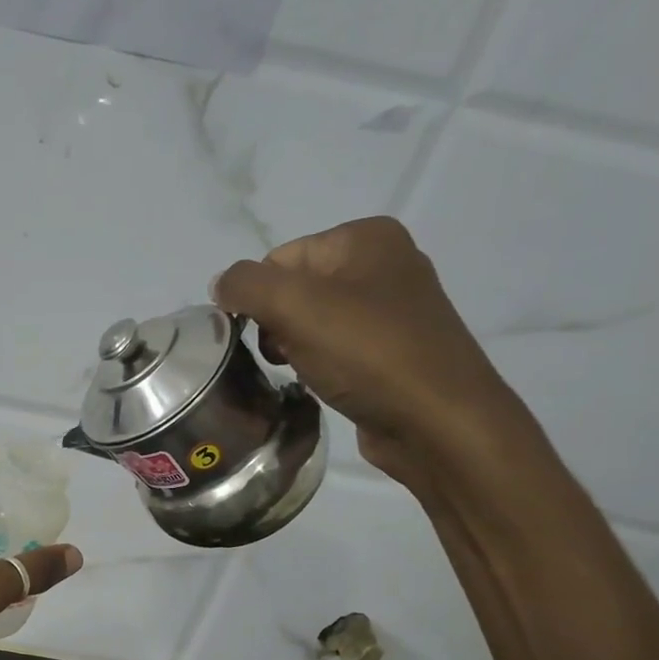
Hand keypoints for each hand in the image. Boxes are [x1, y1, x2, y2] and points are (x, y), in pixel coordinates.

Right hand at [213, 217, 520, 486]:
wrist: (437, 421)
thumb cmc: (367, 353)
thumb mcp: (294, 306)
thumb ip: (245, 285)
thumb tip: (221, 286)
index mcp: (366, 237)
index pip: (279, 259)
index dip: (260, 299)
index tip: (266, 336)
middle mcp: (384, 263)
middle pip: (294, 289)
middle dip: (276, 324)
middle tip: (286, 356)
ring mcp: (393, 308)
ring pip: (311, 321)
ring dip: (294, 347)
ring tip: (306, 372)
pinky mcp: (393, 350)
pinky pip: (335, 347)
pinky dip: (319, 364)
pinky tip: (325, 383)